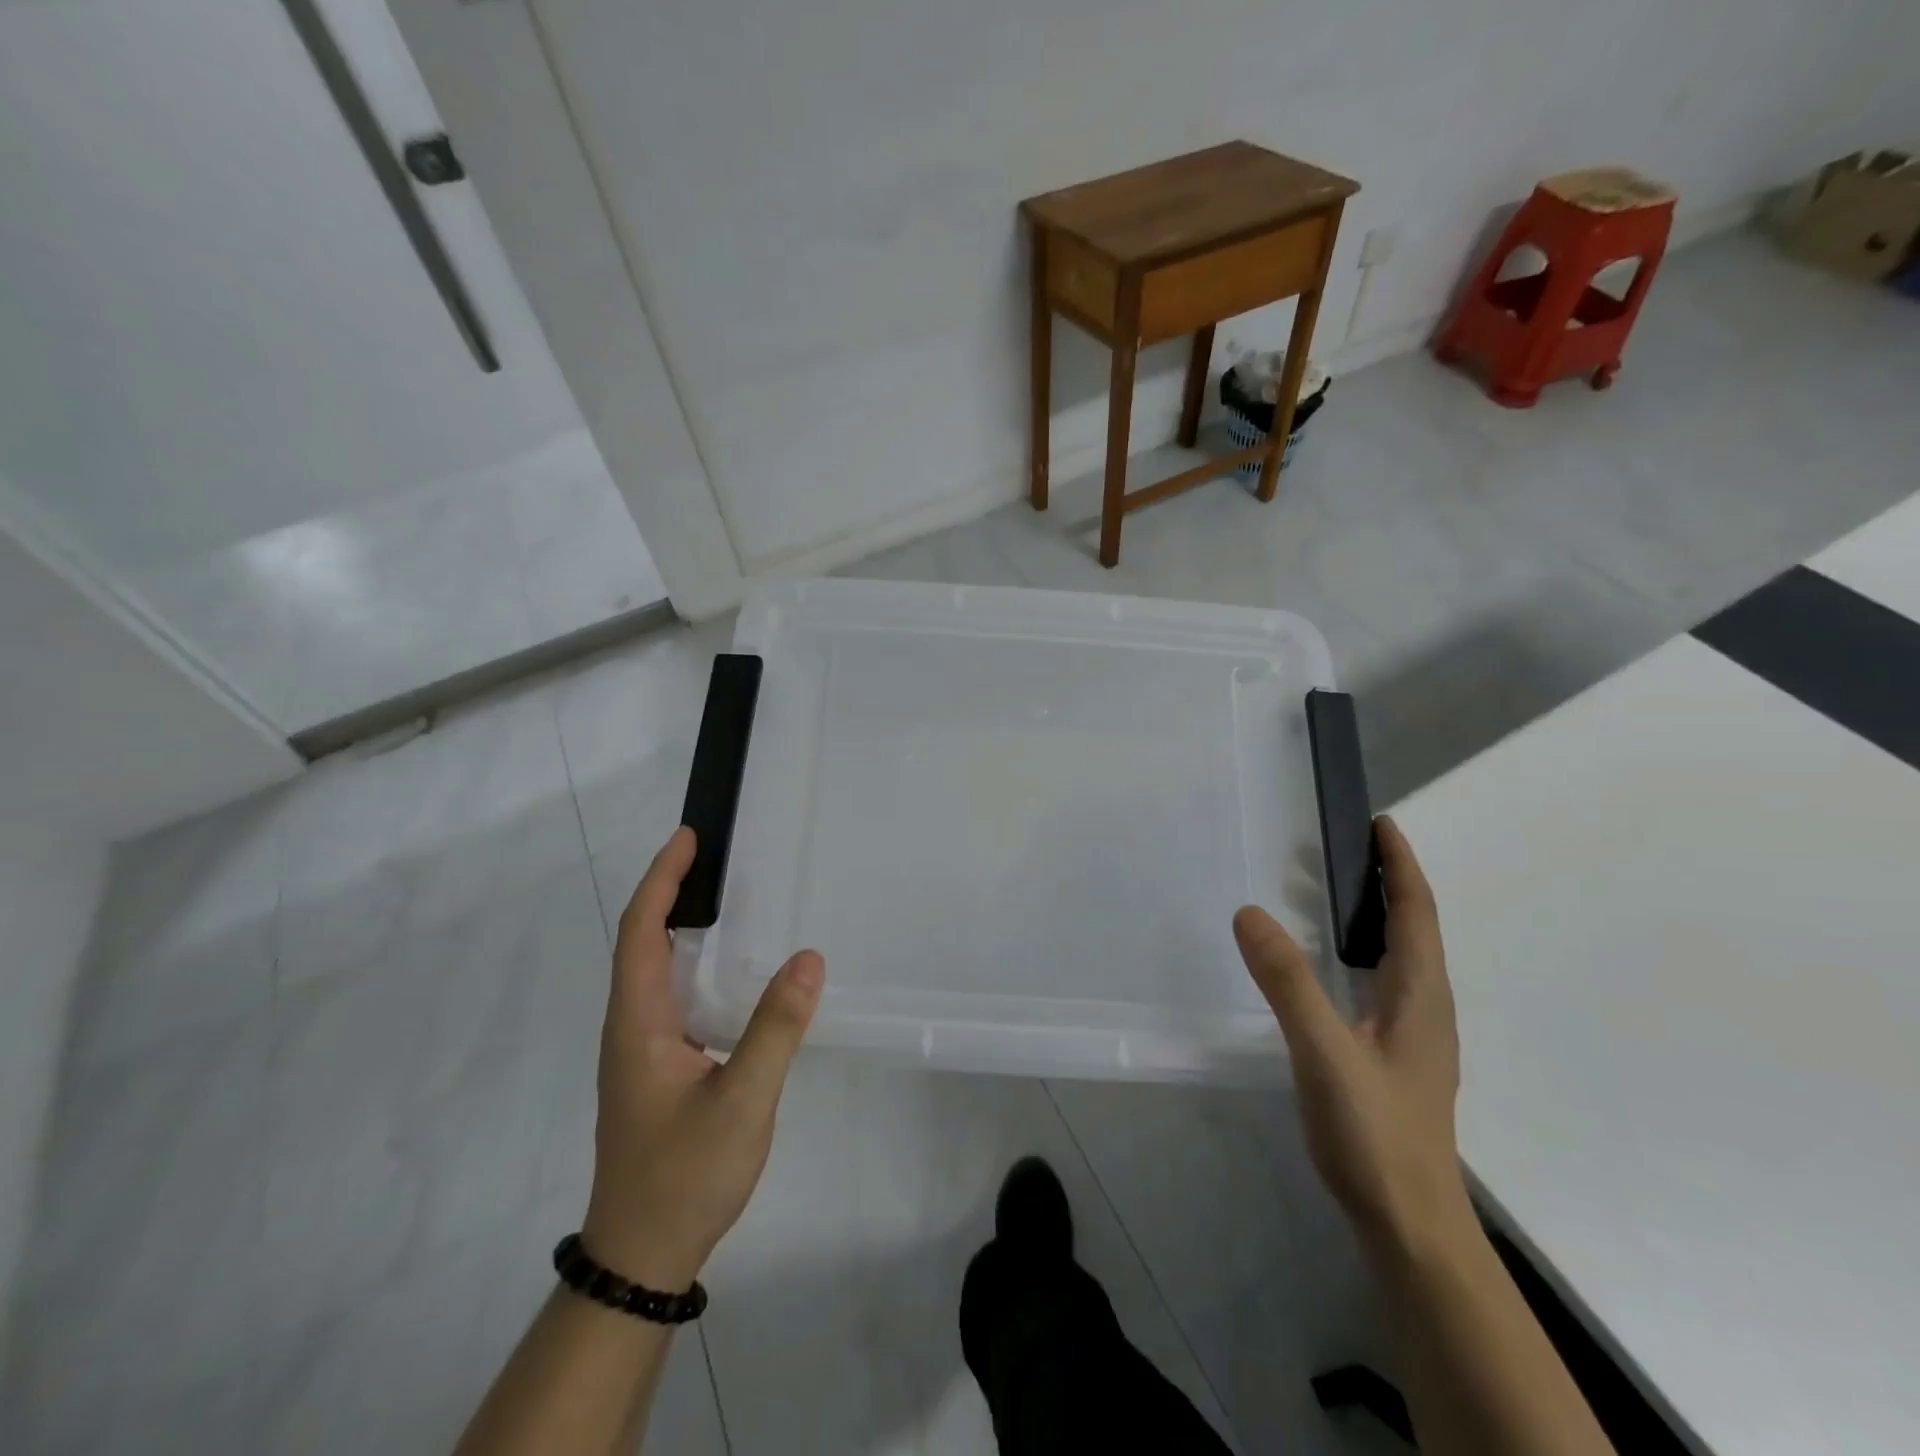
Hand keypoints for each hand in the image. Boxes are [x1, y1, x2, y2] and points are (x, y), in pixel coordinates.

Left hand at [582, 827, 824, 1290]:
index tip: (689, 839)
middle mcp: (631, 1026)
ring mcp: (641, 1049)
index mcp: (638, 1023)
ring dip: (680, 924)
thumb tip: (808, 958)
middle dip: (671, 891)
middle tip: (715, 856)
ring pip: (654, 969)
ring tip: (724, 895)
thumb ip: (775, 1029)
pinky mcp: (658, 1067)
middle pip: (642, 941)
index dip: (662, 880)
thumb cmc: (684, 1177)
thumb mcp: (741, 1102)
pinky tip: (731, 969)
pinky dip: (694, 962)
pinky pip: (672, 995)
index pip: (641, 931)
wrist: (641, 1257)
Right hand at [1234, 816, 1470, 1257]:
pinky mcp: (1394, 1057)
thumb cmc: (1375, 1134)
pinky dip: (1361, 950)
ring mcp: (1413, 1036)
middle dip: (1388, 882)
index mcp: (1420, 996)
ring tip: (1333, 891)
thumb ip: (1288, 983)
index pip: (1417, 914)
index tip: (1382, 823)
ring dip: (1376, 916)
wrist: (1410, 1224)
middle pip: (1414, 929)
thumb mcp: (1325, 1052)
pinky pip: (1382, 981)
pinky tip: (1332, 965)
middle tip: (1345, 847)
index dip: (1401, 866)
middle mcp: (1425, 1008)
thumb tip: (1249, 912)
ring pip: (1399, 957)